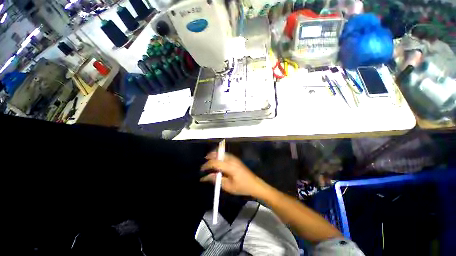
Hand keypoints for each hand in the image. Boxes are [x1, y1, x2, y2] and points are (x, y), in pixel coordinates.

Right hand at [200, 152, 265, 196]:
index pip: (215, 162)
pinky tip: (217, 160)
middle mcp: (232, 160)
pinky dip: (219, 155)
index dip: (207, 165)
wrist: (254, 184)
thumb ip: (216, 180)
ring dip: (215, 154)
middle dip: (210, 156)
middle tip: (204, 161)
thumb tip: (206, 177)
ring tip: (208, 159)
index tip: (202, 170)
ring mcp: (234, 158)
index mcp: (230, 167)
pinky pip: (225, 154)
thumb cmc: (242, 187)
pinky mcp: (236, 159)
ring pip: (222, 153)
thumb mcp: (228, 186)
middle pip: (219, 154)